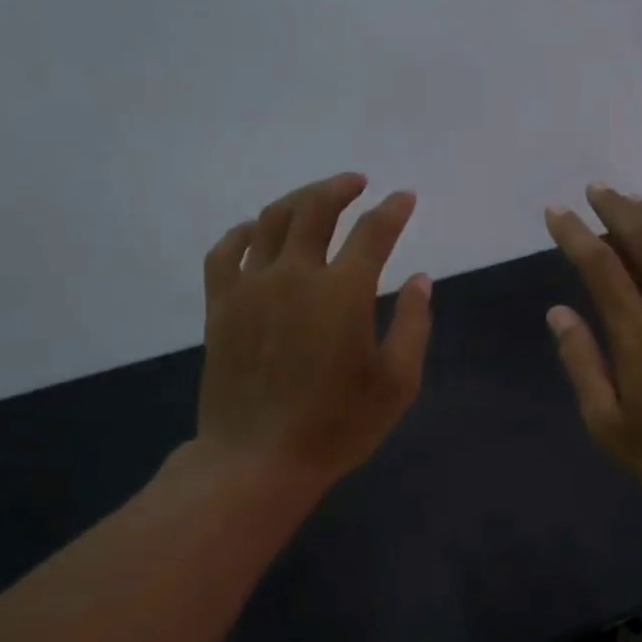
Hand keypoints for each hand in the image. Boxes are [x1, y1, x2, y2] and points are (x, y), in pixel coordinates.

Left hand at [196, 172, 431, 490]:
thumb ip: (414, 325)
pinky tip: (255, 231)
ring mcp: (250, 287)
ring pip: (270, 220)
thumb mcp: (396, 384)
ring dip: (298, 199)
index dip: (393, 210)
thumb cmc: (337, 426)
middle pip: (315, 208)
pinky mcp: (220, 305)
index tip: (405, 198)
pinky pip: (226, 251)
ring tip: (315, 198)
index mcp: (343, 292)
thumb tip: (421, 279)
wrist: (259, 458)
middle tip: (358, 182)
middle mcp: (294, 275)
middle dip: (340, 188)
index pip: (373, 232)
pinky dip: (244, 231)